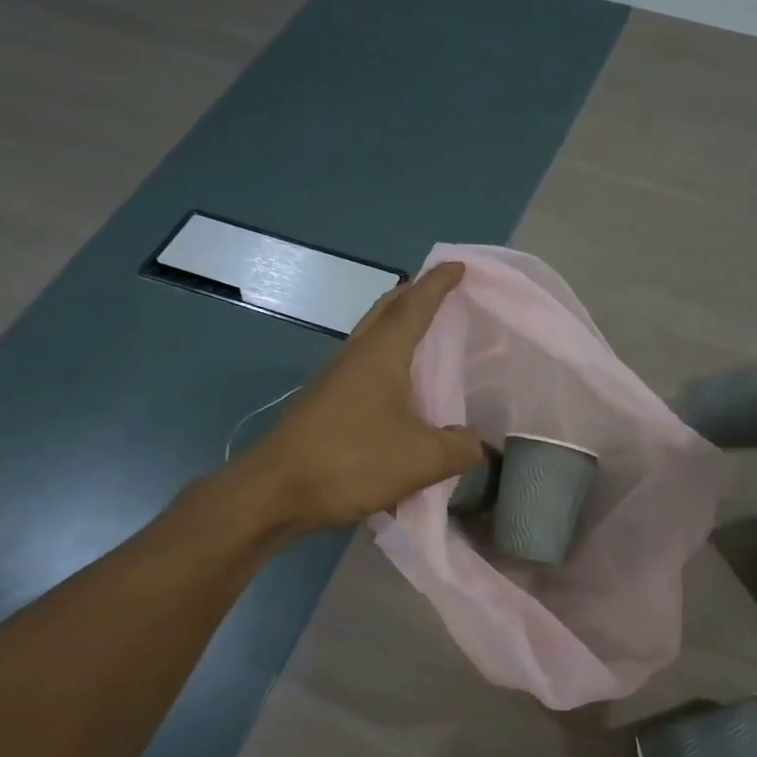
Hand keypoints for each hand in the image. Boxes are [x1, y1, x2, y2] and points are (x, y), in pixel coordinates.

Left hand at [234, 263, 483, 530]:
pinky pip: (365, 366)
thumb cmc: (351, 461)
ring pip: (373, 338)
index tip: (459, 266)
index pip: (416, 305)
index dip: (439, 284)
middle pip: (387, 311)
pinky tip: (402, 388)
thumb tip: (480, 444)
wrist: (275, 491)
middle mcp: (356, 355)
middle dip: (415, 296)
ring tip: (428, 337)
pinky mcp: (326, 403)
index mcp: (381, 354)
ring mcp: (335, 378)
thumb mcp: (422, 459)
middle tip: (443, 294)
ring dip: (399, 327)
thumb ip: (461, 448)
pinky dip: (388, 360)